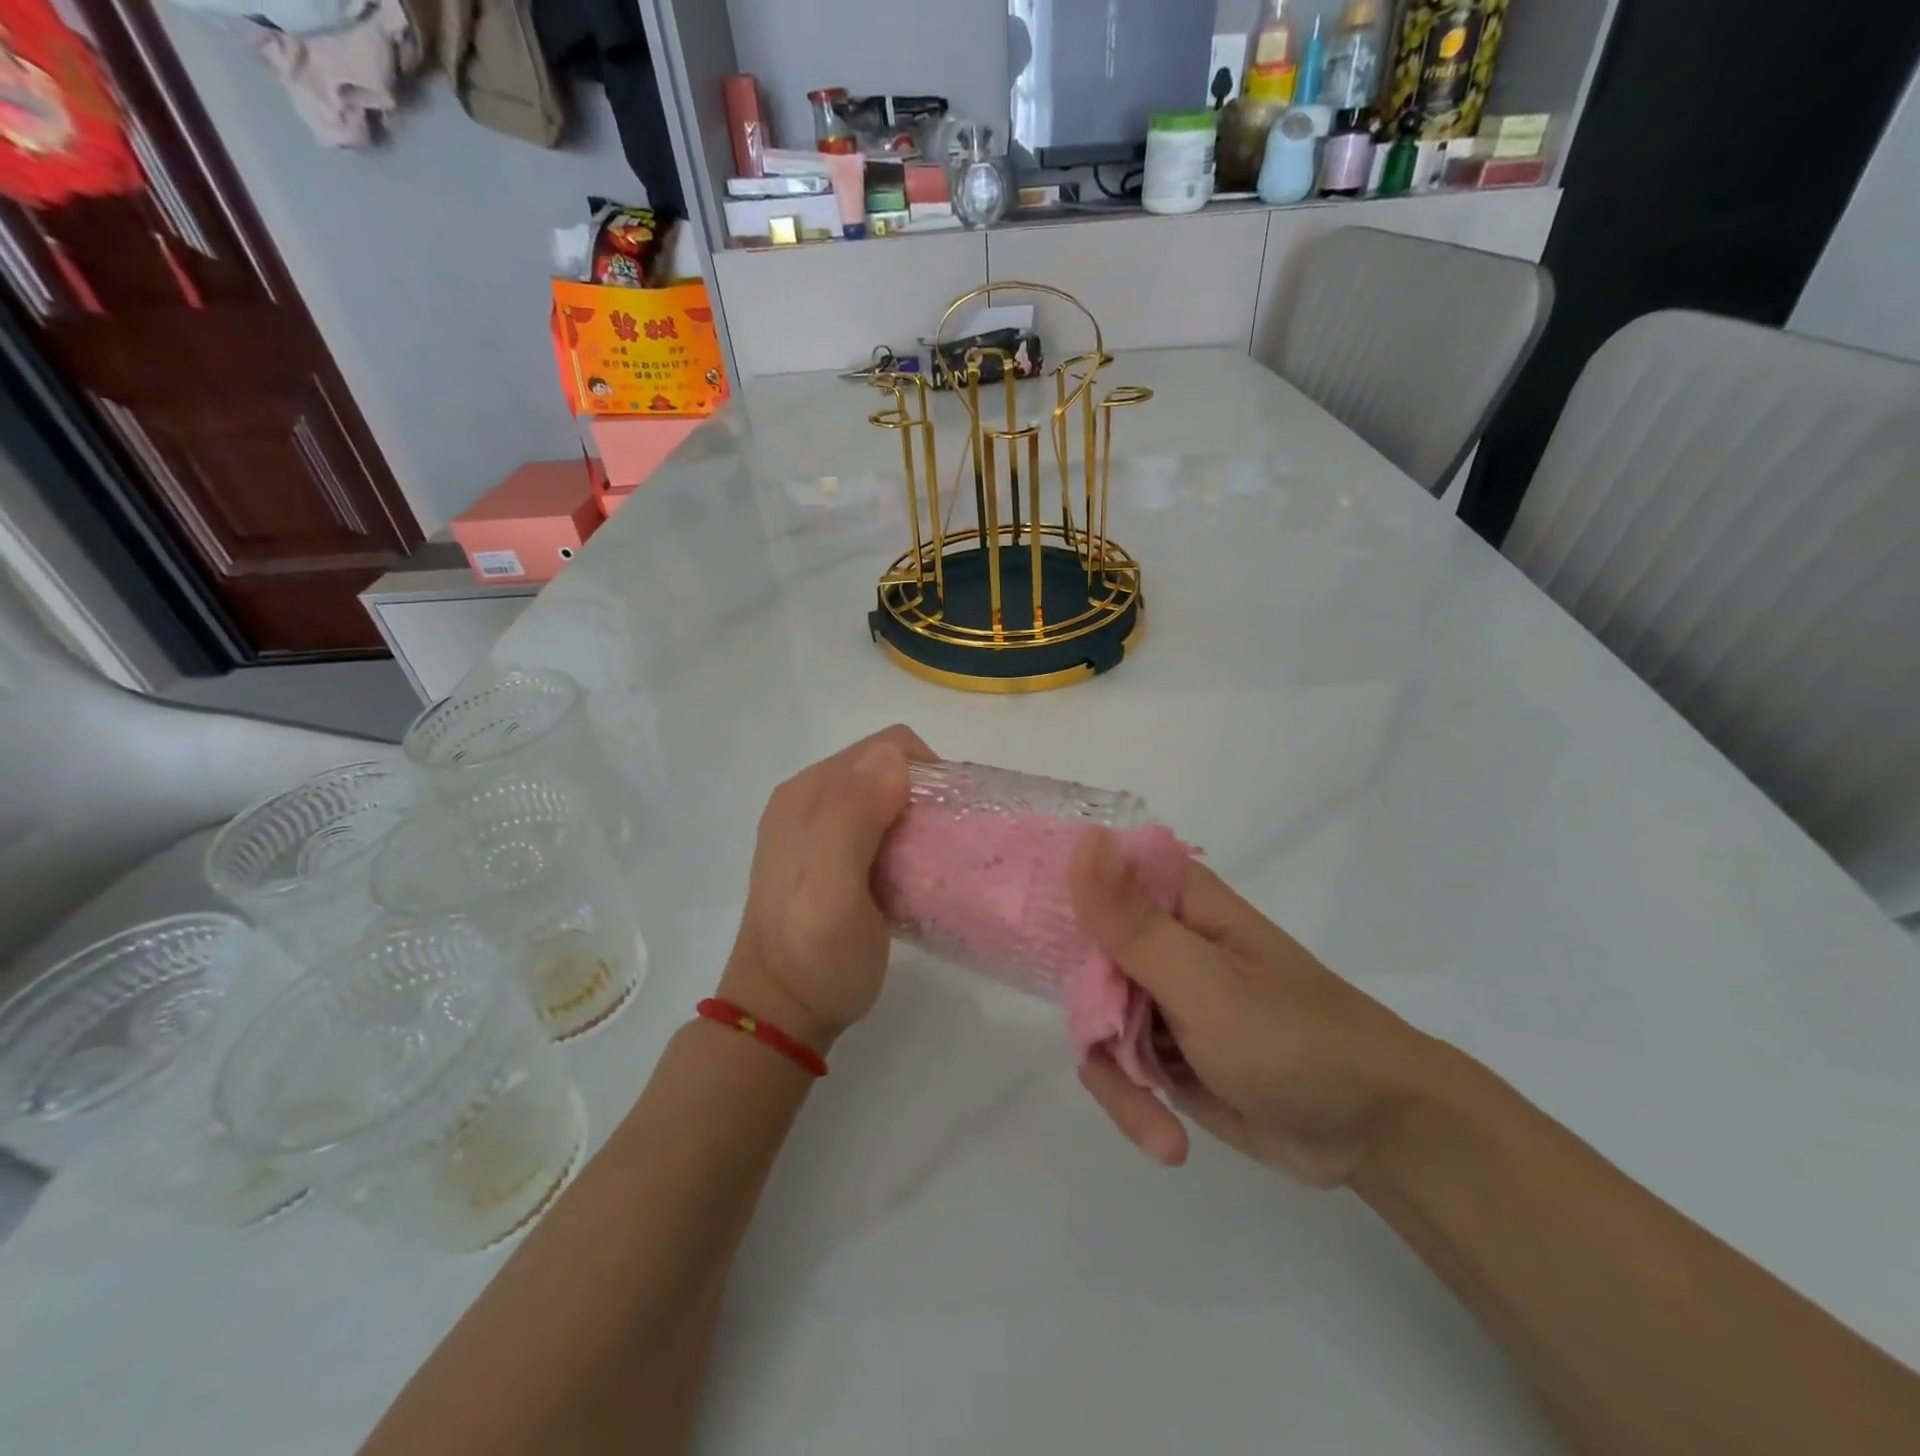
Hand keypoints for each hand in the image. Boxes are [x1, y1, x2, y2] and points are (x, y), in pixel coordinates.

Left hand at [718, 725, 930, 1052]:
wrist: (780, 1015)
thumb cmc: (814, 957)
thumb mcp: (834, 891)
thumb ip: (853, 819)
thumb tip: (893, 758)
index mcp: (808, 794)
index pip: (885, 747)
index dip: (926, 776)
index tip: (944, 825)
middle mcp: (808, 798)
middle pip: (885, 768)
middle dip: (923, 796)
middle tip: (939, 848)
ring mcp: (814, 827)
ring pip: (883, 795)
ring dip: (915, 819)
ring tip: (926, 864)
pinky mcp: (825, 854)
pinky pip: (876, 823)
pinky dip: (902, 838)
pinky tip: (905, 875)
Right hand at [1068, 829, 1440, 1186]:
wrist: (1371, 1130)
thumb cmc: (1291, 1037)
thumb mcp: (1204, 982)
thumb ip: (1133, 923)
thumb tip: (1083, 842)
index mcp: (1173, 901)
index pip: (1090, 876)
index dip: (1053, 900)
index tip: (1020, 935)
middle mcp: (1159, 939)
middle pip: (1079, 959)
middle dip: (1092, 1018)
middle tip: (1117, 1056)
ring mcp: (1159, 996)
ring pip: (1092, 1020)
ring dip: (1116, 1077)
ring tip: (1156, 1123)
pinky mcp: (1162, 1049)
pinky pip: (1115, 1065)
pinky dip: (1132, 1103)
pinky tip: (1167, 1140)